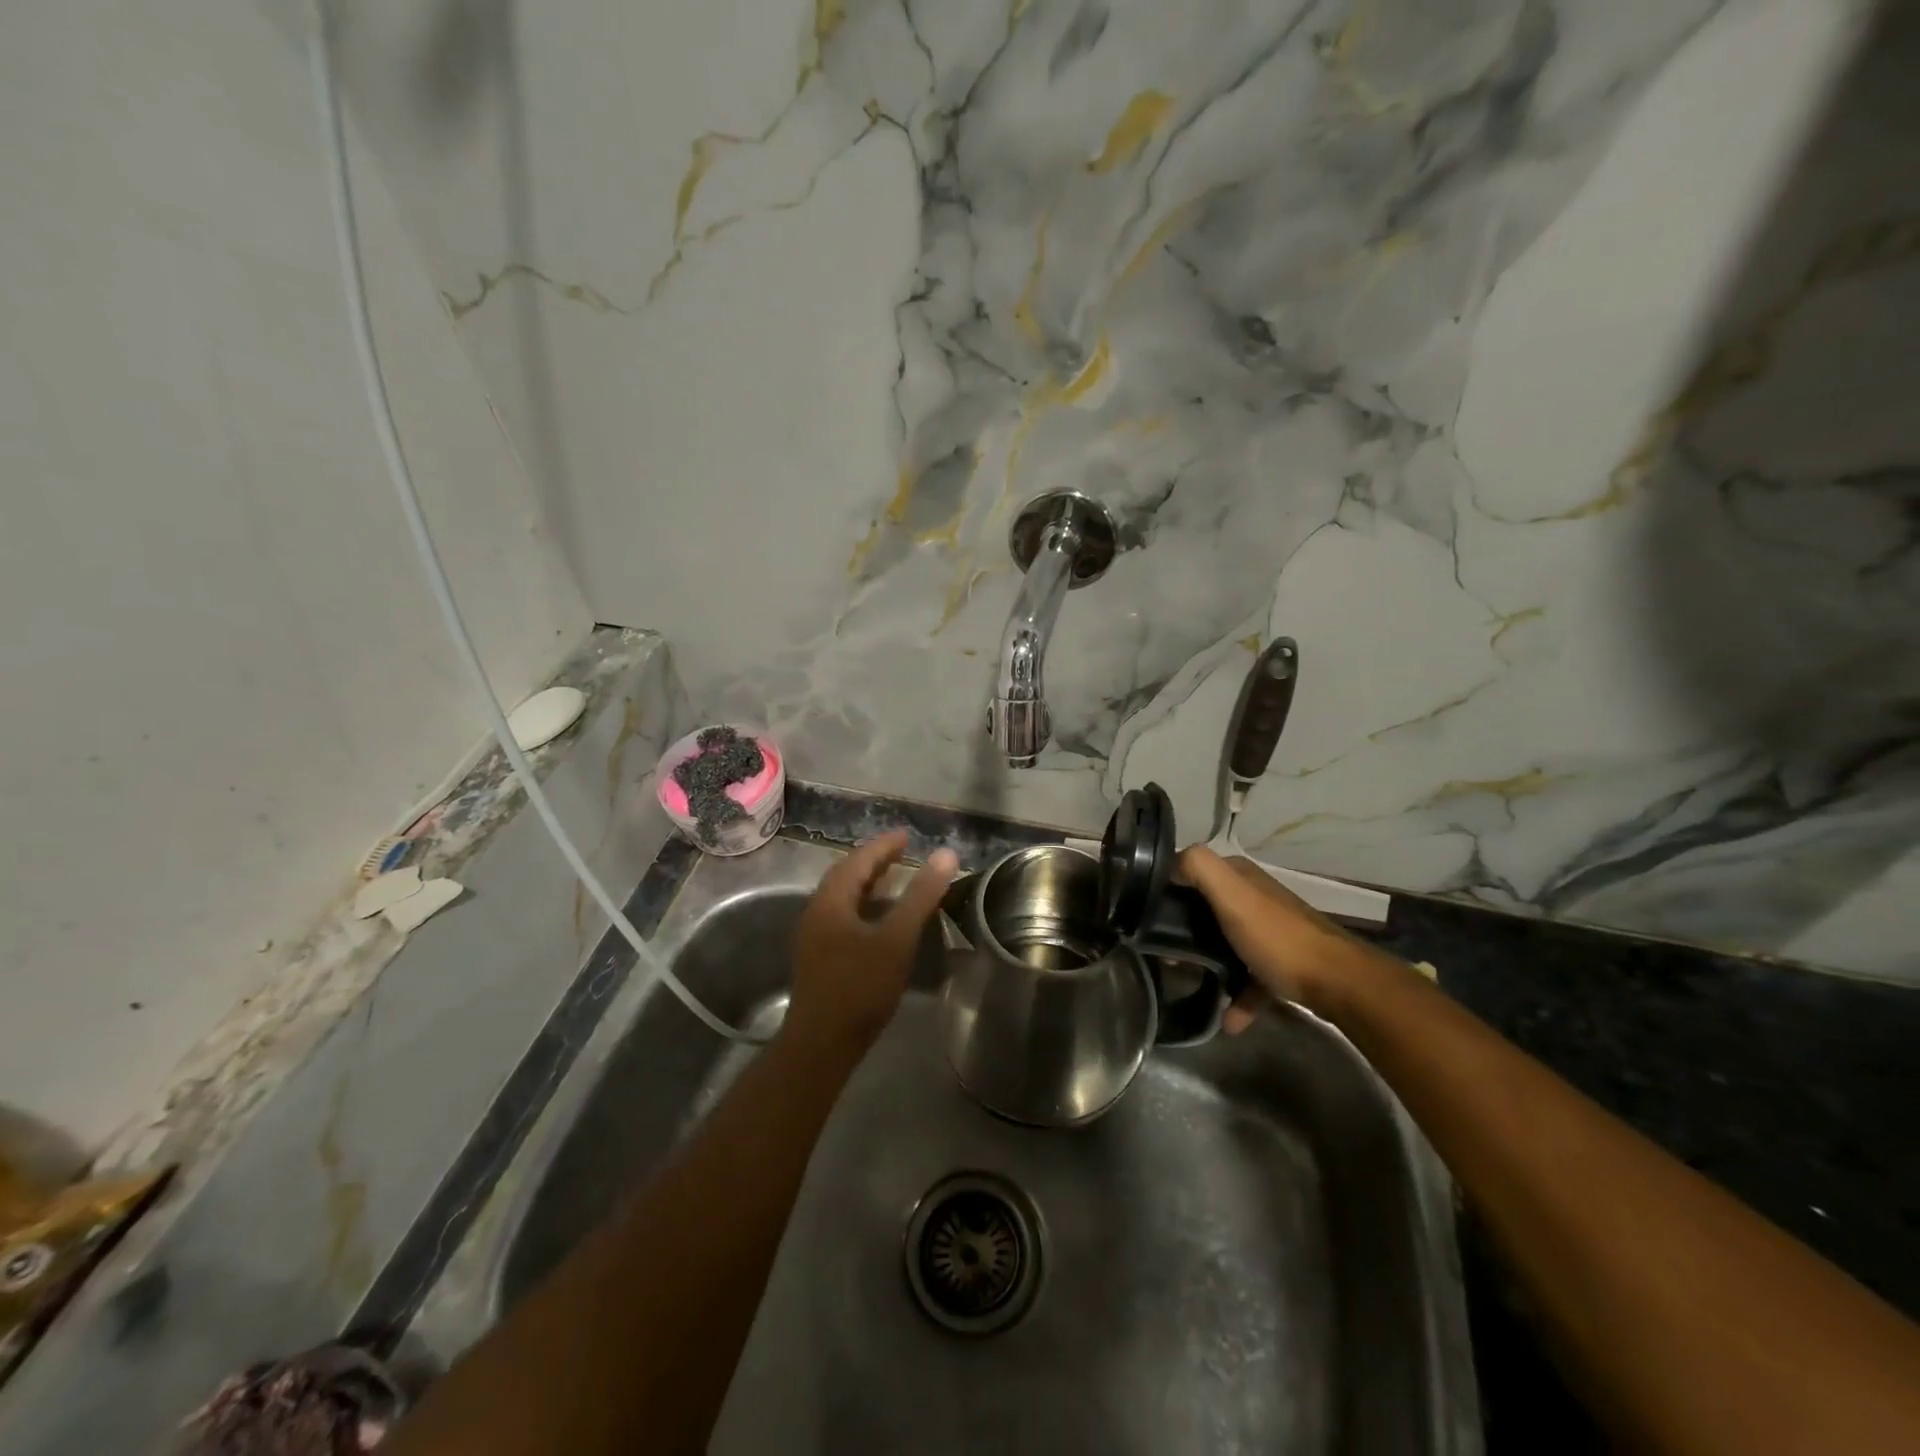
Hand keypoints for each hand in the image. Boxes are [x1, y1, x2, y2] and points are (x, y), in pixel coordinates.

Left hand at [785, 831, 958, 1056]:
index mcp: (831, 900)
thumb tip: (945, 855)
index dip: (884, 845)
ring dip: (868, 884)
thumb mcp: (896, 938)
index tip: (907, 836)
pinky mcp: (819, 957)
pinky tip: (881, 920)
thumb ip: (920, 895)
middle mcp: (816, 912)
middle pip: (846, 875)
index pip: (858, 860)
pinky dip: (864, 905)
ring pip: (843, 898)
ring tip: (895, 880)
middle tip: (902, 853)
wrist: (822, 1044)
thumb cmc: (860, 986)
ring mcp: (814, 936)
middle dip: (874, 861)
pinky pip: (843, 916)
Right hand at [1178, 845, 1359, 1030]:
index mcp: (1240, 877)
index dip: (1167, 888)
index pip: (1191, 871)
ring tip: (1185, 980)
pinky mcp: (1281, 963)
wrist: (1337, 983)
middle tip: (1161, 951)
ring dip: (1206, 962)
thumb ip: (1199, 868)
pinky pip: (1249, 977)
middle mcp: (1254, 897)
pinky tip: (1228, 1020)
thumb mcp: (1232, 895)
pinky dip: (1237, 996)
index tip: (1144, 913)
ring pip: (1224, 942)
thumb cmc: (1276, 937)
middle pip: (1205, 909)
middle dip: (1182, 929)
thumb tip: (1170, 862)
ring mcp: (1269, 931)